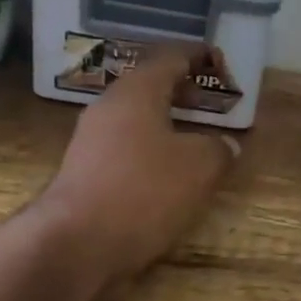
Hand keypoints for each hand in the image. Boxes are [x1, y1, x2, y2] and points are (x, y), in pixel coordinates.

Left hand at [41, 45, 237, 299]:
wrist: (75, 244)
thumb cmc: (143, 192)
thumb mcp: (199, 167)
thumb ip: (218, 149)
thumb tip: (225, 145)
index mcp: (137, 91)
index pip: (170, 57)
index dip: (198, 56)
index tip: (220, 61)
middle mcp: (109, 107)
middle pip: (149, 86)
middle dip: (182, 90)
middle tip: (211, 101)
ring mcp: (91, 140)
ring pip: (136, 118)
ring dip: (166, 122)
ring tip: (196, 138)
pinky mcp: (84, 172)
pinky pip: (125, 147)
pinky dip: (151, 149)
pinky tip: (168, 171)